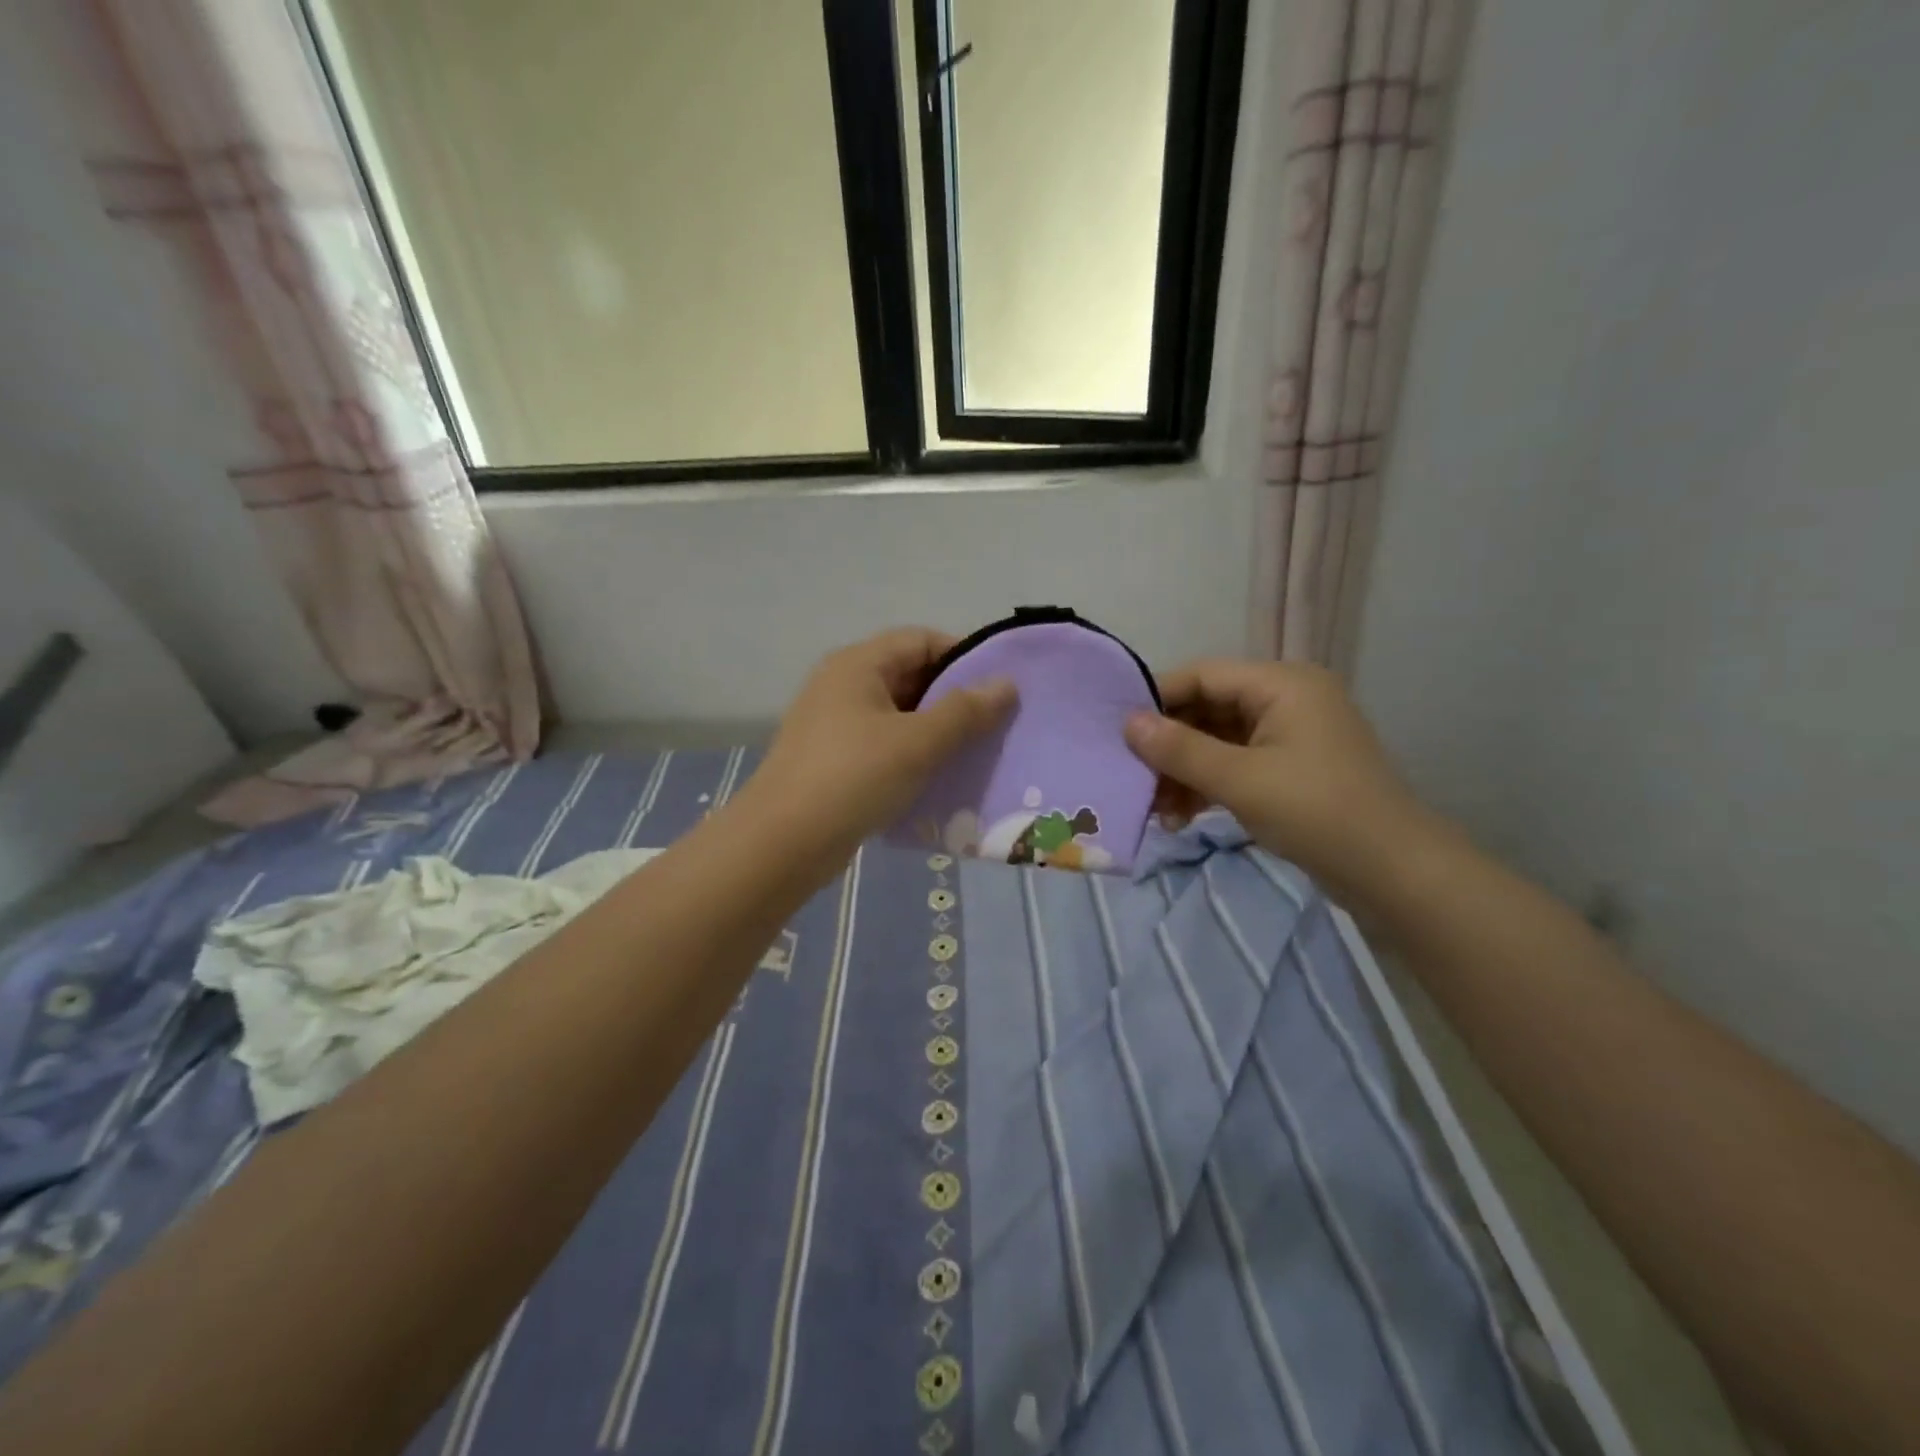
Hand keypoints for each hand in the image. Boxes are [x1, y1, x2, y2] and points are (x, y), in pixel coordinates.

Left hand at [747, 628, 1016, 856]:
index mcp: (858, 664)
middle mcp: (842, 685)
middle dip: (953, 698)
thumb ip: (965, 711)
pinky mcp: (831, 759)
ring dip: (934, 730)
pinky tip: (937, 779)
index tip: (999, 687)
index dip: (963, 656)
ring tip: (973, 753)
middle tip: (993, 724)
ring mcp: (833, 724)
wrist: (783, 842)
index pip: (921, 640)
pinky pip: (882, 745)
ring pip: (897, 715)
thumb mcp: (918, 742)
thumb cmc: (854, 777)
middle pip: (909, 675)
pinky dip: (911, 755)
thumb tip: (1006, 684)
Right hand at [1123, 659, 1430, 895]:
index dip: (1157, 700)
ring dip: (1183, 771)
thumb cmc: (1317, 812)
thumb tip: (1128, 723)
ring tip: (1155, 810)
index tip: (1116, 731)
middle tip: (1132, 778)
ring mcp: (1289, 736)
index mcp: (1282, 684)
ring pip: (1217, 741)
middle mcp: (1285, 700)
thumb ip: (1180, 749)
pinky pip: (1234, 764)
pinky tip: (1180, 817)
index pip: (1202, 675)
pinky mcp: (1289, 769)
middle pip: (1207, 709)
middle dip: (1168, 746)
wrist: (1393, 872)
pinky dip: (1206, 785)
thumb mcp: (1240, 780)